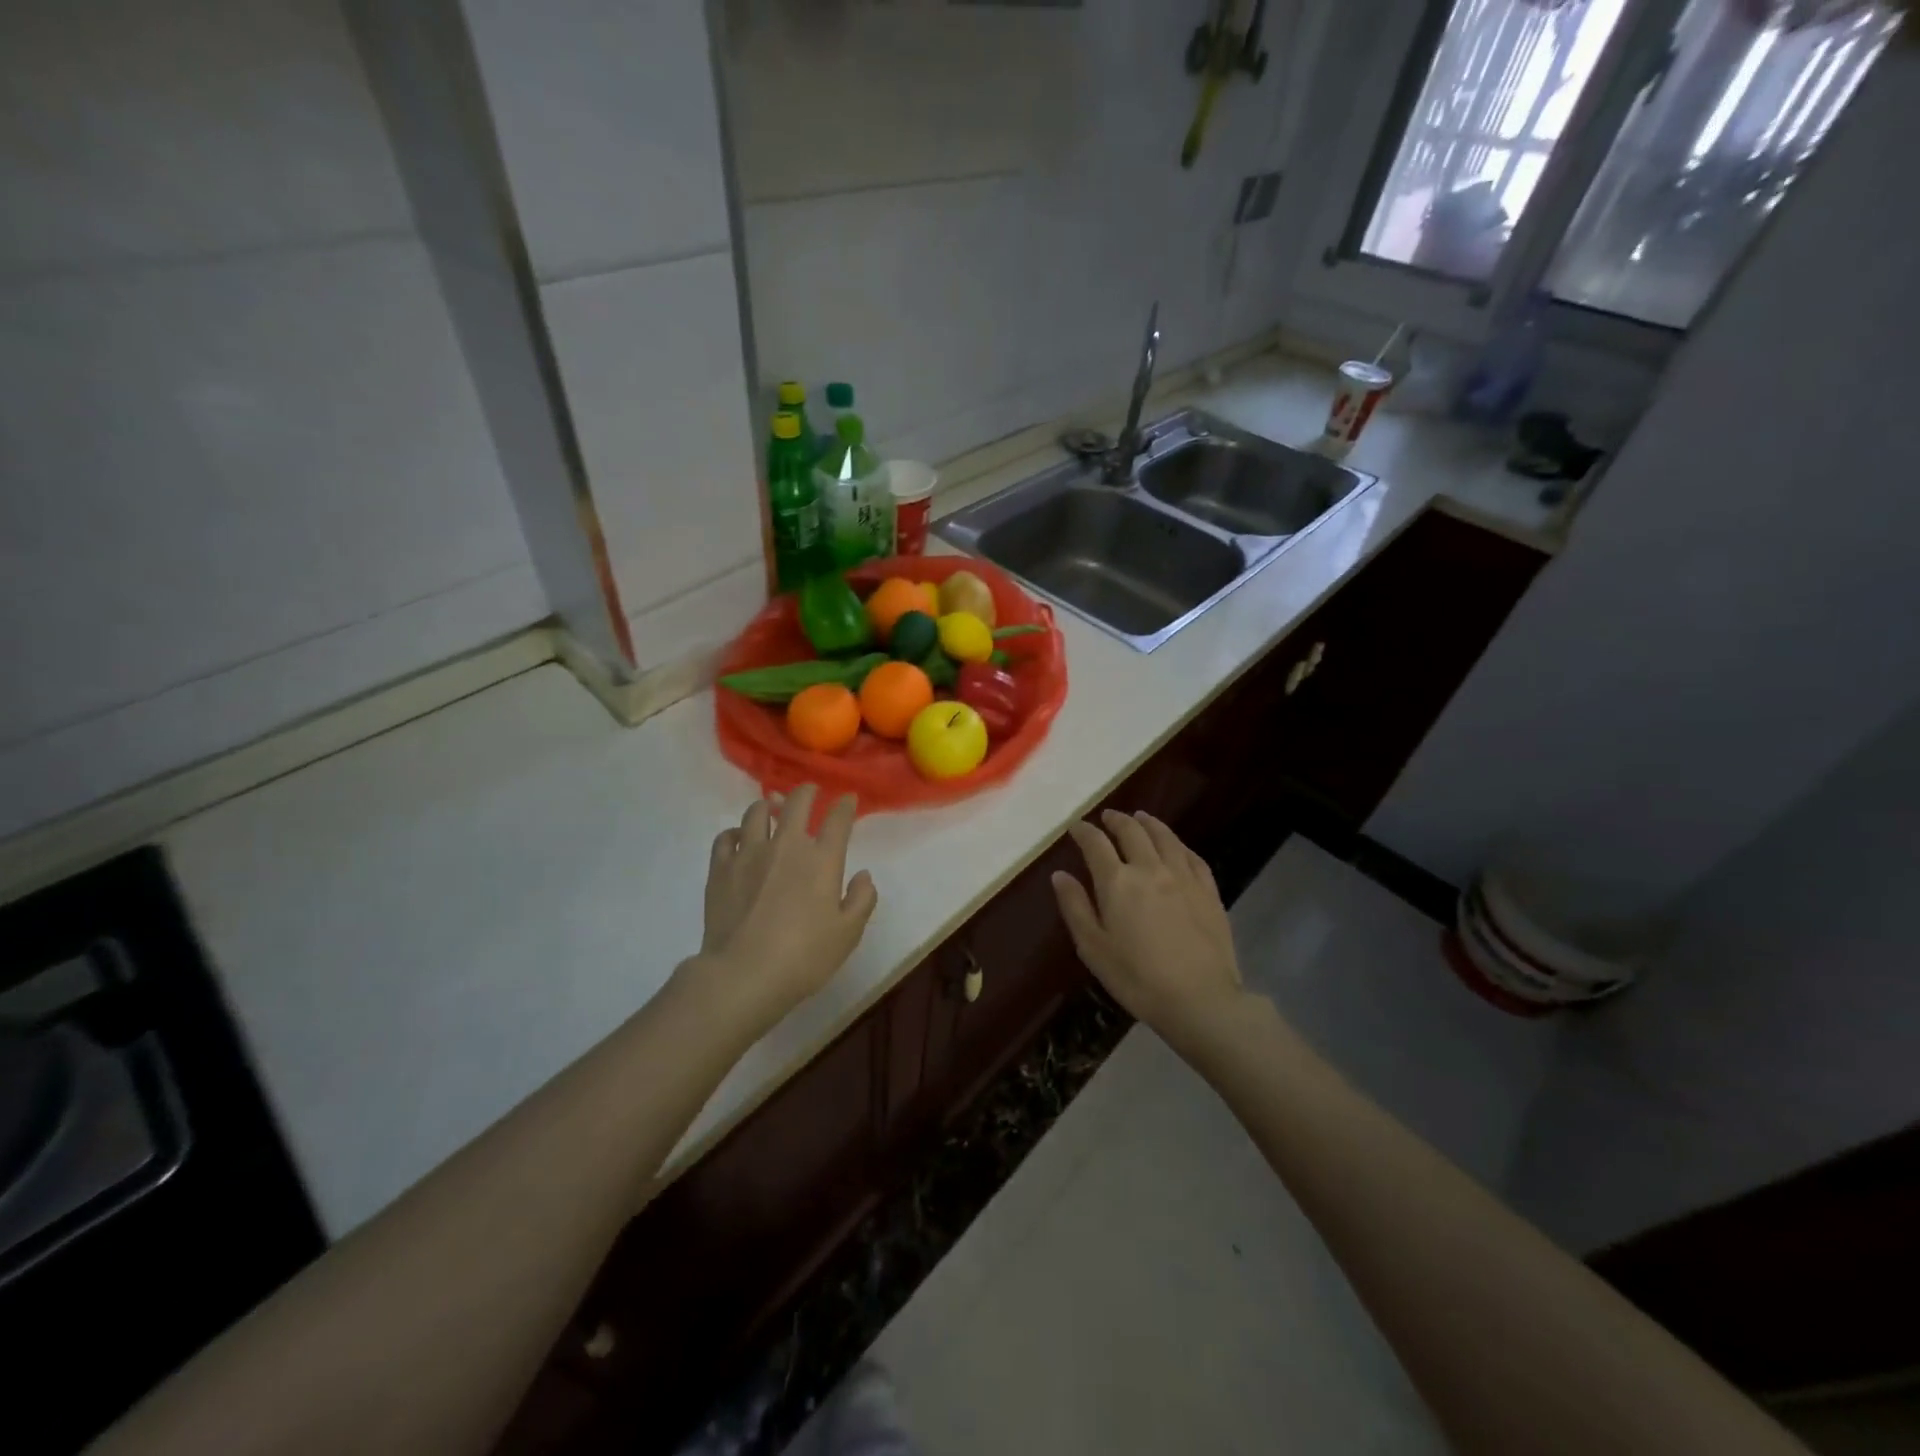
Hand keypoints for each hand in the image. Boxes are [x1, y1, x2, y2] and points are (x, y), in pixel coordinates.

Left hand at [692, 785, 877, 1031]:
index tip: (847, 799)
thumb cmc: (804, 956)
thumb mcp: (848, 934)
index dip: (845, 805)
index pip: (837, 819)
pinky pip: (726, 838)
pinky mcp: (720, 868)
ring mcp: (749, 854)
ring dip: (767, 806)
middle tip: (810, 791)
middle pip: (796, 803)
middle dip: (806, 791)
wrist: (744, 974)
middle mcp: (786, 846)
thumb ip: (861, 900)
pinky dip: (735, 833)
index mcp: (822, 859)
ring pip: (756, 813)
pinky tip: (738, 838)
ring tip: (771, 809)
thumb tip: (863, 876)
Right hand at [1052, 810, 1244, 1042]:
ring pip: (1164, 837)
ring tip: (1140, 817)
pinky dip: (1178, 844)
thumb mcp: (1093, 948)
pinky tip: (1176, 846)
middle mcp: (1149, 869)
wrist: (1200, 999)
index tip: (1076, 827)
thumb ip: (1075, 907)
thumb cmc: (1137, 978)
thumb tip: (1060, 875)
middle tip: (1108, 817)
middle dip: (1116, 820)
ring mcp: (1183, 877)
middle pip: (1132, 832)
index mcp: (1117, 882)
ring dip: (1148, 823)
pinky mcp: (1208, 890)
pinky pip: (1192, 856)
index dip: (1084, 831)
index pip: (1096, 844)